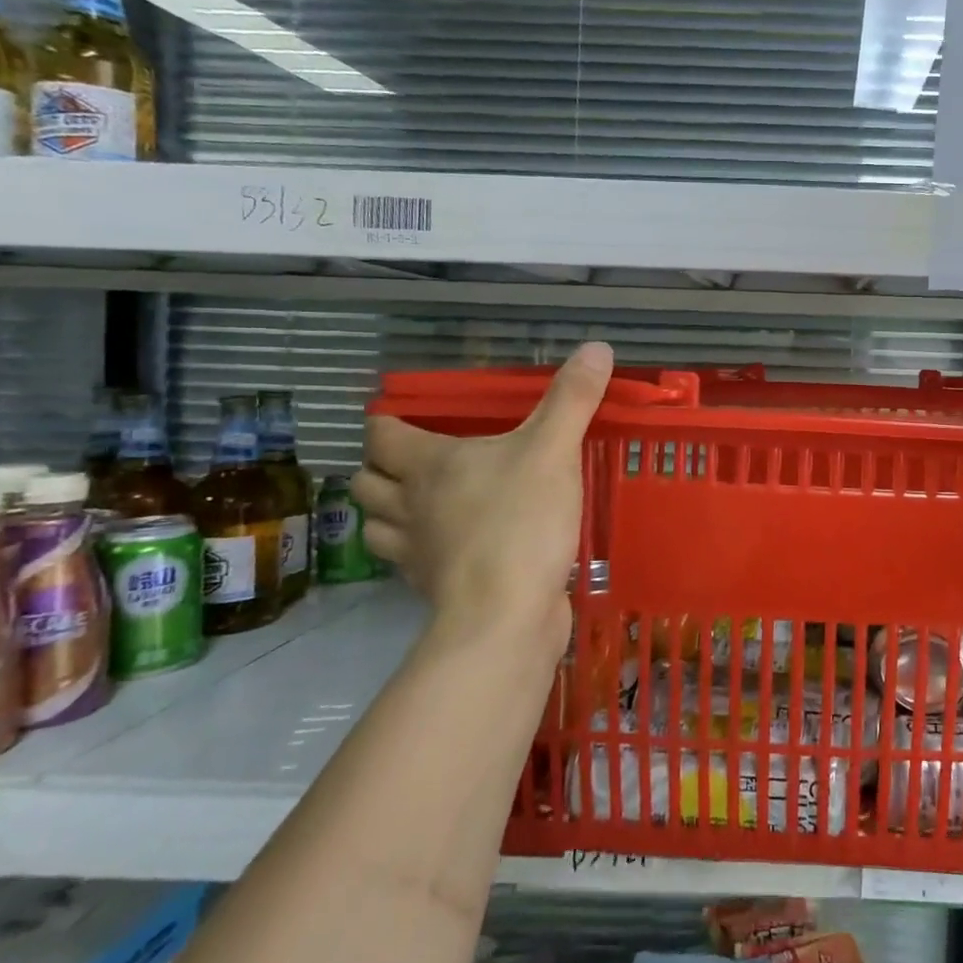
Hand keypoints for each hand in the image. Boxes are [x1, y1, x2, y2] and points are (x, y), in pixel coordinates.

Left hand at [352, 342, 614, 658]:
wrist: (506, 615)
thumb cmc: (521, 521)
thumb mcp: (554, 451)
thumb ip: (572, 400)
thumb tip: (597, 347)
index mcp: (428, 466)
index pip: (380, 435)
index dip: (386, 422)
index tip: (408, 416)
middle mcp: (408, 506)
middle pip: (365, 482)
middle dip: (381, 468)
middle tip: (418, 460)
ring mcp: (415, 553)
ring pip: (377, 526)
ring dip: (390, 512)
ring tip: (423, 504)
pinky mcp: (433, 589)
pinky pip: (408, 565)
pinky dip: (419, 551)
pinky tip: (451, 547)